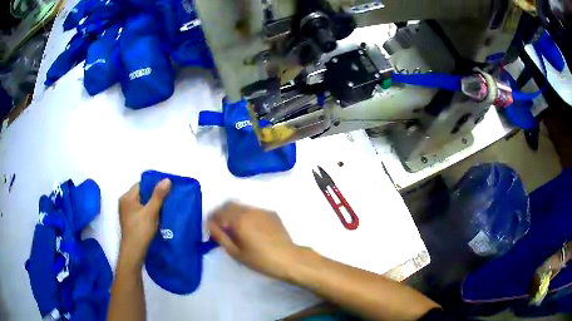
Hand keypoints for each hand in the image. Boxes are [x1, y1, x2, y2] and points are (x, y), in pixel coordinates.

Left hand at [118, 179, 171, 268]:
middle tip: (167, 200)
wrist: (133, 252)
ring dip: (152, 206)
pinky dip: (148, 213)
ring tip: (164, 209)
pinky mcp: (129, 222)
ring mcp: (126, 213)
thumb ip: (158, 196)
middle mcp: (124, 202)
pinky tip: (156, 219)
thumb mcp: (151, 212)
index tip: (166, 190)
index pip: (142, 184)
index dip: (154, 186)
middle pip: (142, 194)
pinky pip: (140, 212)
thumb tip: (167, 179)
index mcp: (127, 197)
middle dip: (154, 196)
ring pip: (141, 204)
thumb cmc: (140, 230)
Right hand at [208, 202, 299, 279]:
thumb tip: (210, 225)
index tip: (211, 229)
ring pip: (241, 207)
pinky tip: (251, 229)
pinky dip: (246, 216)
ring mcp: (262, 210)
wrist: (288, 259)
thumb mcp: (236, 252)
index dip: (212, 219)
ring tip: (236, 230)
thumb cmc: (260, 260)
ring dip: (234, 214)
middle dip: (222, 214)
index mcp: (239, 219)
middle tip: (221, 228)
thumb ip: (220, 236)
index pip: (219, 212)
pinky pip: (253, 210)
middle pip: (229, 205)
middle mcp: (250, 210)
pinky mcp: (271, 214)